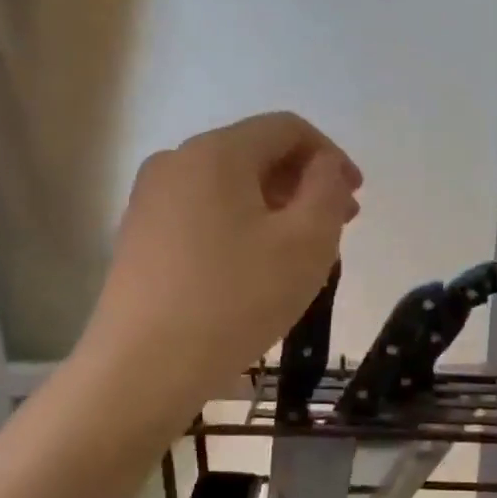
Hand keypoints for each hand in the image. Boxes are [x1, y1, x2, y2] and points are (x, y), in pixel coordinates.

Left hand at [84, 113, 361, 404]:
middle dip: (305, 183)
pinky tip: (257, 266)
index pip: (287, 128)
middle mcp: (176, 161)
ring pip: (231, 186)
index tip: (356, 198)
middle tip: (339, 226)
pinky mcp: (140, 236)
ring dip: (276, 206)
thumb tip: (324, 166)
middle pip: (256, 154)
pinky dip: (242, 224)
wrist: (143, 368)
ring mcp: (150, 199)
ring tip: (302, 250)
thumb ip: (328, 189)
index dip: (331, 155)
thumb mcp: (307, 242)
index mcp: (216, 152)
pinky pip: (205, 212)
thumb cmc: (236, 299)